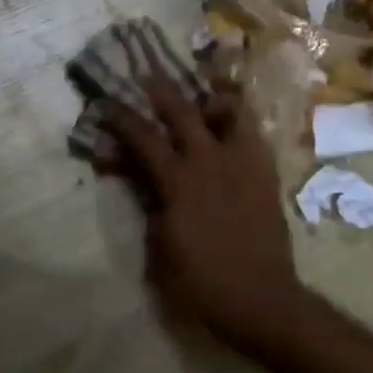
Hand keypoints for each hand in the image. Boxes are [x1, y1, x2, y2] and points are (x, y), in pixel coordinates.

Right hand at [101, 77, 305, 348]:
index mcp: (179, 182)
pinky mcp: (266, 173)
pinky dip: (240, 120)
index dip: (122, 118)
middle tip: (148, 74)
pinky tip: (232, 122)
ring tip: (204, 91)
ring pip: (231, 112)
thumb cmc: (201, 281)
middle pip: (183, 112)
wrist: (260, 298)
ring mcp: (243, 164)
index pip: (143, 139)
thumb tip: (143, 179)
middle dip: (161, 90)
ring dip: (213, 98)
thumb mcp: (160, 247)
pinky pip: (254, 134)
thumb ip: (150, 205)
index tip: (107, 103)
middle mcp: (211, 162)